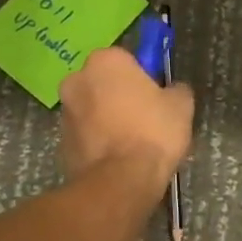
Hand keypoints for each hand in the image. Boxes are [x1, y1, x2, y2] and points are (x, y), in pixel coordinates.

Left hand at [59, 47, 193, 191]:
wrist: (121, 180)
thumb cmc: (153, 131)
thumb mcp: (181, 104)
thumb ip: (176, 89)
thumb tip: (171, 90)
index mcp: (105, 61)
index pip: (126, 59)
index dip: (143, 77)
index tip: (156, 95)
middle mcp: (77, 79)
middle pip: (104, 82)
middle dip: (119, 95)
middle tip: (145, 118)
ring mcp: (65, 112)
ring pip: (92, 109)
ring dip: (107, 119)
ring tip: (133, 144)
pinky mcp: (60, 142)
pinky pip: (86, 135)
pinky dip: (99, 142)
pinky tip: (118, 158)